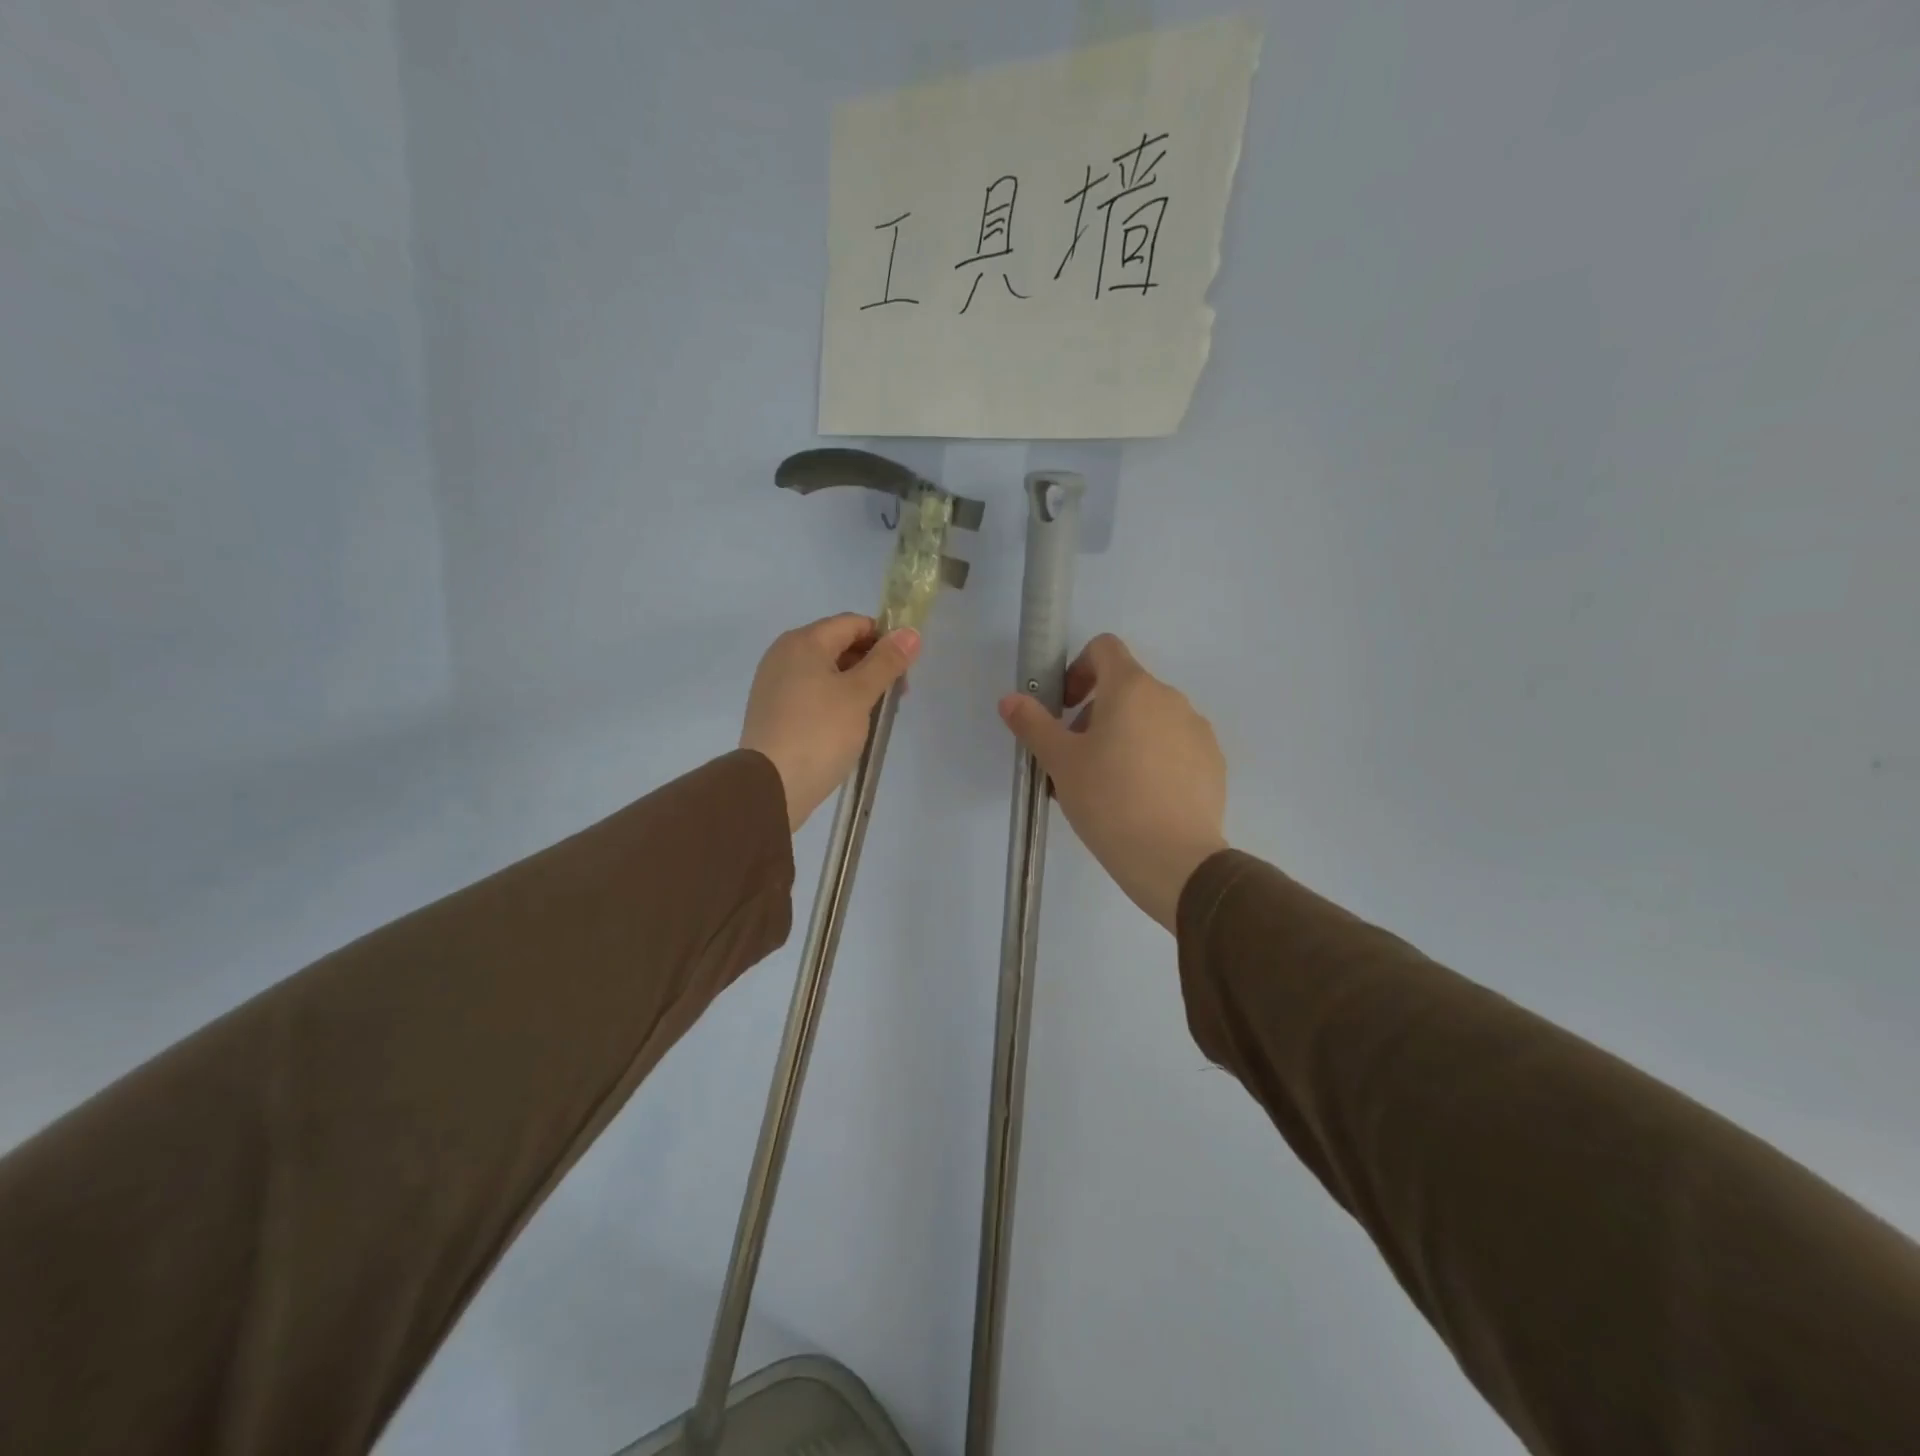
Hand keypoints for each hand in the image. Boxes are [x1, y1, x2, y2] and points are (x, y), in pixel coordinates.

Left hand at [741, 614, 920, 830]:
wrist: (771, 786)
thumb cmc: (820, 733)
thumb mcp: (859, 694)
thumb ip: (886, 661)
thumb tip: (910, 632)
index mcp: (804, 641)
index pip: (854, 624)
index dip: (884, 640)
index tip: (904, 670)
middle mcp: (784, 654)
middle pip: (839, 645)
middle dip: (872, 665)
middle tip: (895, 697)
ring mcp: (774, 683)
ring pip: (826, 672)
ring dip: (855, 686)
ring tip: (875, 716)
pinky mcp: (773, 710)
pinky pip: (811, 693)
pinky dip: (834, 701)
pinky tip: (848, 727)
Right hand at [999, 634, 1227, 930]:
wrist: (1174, 859)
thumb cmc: (1108, 801)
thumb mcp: (1060, 763)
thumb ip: (1033, 724)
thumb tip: (1011, 700)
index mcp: (1132, 688)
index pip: (1104, 648)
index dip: (1078, 669)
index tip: (1066, 709)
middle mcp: (1170, 698)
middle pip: (1125, 688)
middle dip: (1095, 715)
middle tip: (1076, 761)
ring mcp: (1197, 730)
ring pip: (1150, 720)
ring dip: (1123, 738)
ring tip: (1107, 787)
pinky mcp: (1212, 762)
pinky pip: (1174, 746)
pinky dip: (1153, 759)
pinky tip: (1141, 800)